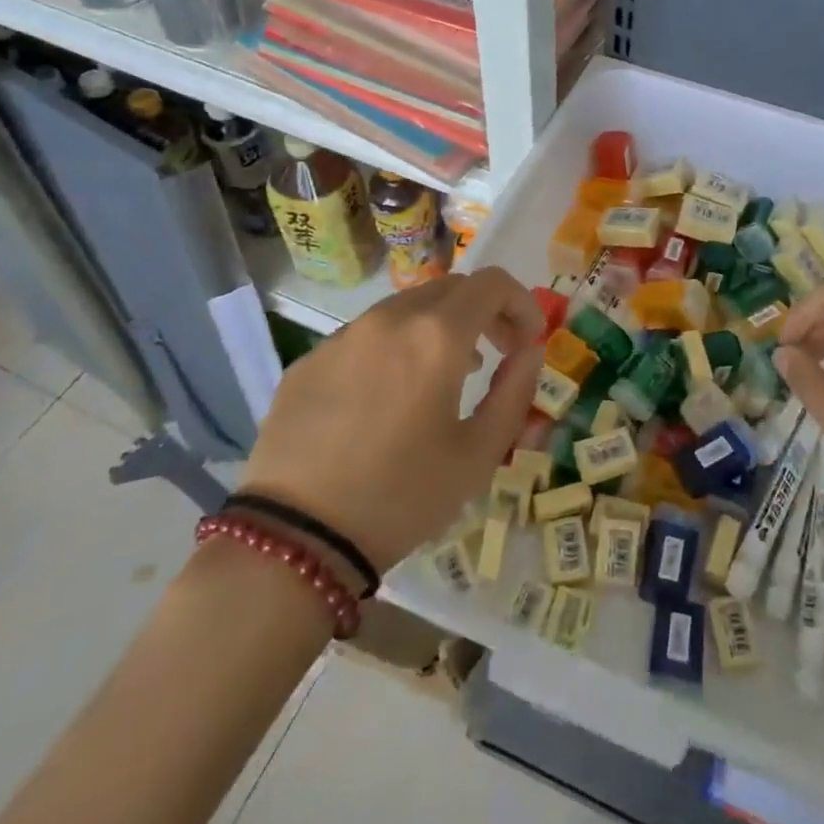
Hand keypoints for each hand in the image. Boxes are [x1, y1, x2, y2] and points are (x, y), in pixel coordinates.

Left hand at [240, 268, 543, 575]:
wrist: (295, 539)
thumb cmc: (402, 497)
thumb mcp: (479, 454)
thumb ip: (515, 391)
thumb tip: (528, 351)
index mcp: (437, 336)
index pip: (492, 283)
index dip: (520, 302)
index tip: (529, 339)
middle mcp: (389, 319)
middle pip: (450, 288)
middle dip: (484, 312)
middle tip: (496, 353)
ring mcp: (343, 336)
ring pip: (406, 308)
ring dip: (439, 327)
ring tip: (446, 375)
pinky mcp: (310, 360)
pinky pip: (366, 336)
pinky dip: (395, 348)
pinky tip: (389, 397)